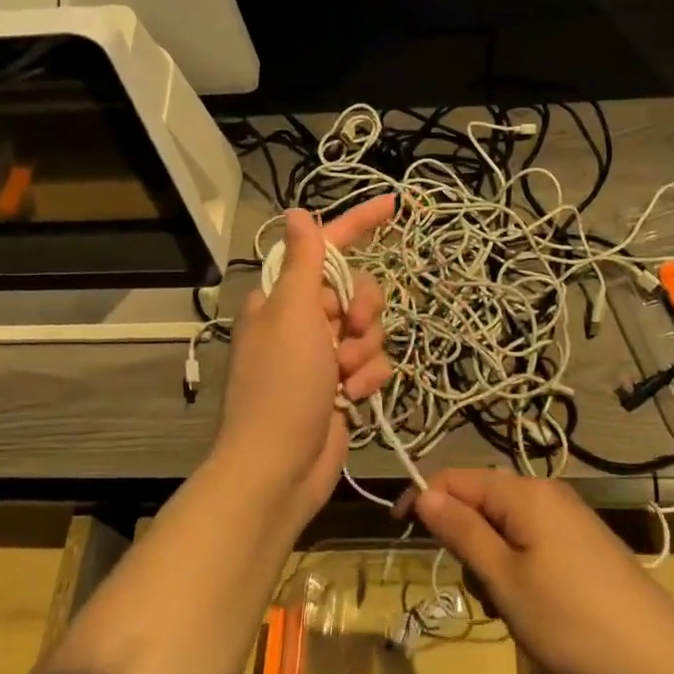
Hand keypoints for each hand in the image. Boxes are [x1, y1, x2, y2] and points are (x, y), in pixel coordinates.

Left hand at [214, 196, 394, 520]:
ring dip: (364, 351)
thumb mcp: (292, 315)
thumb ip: (302, 263)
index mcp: (283, 297)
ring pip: (369, 330)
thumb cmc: (282, 384)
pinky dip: (368, 378)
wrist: (279, 469)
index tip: (394, 205)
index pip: (326, 247)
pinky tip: (354, 397)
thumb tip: (296, 213)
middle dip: (363, 311)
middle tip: (352, 330)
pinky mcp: (341, 386)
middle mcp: (302, 321)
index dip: (359, 224)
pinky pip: (372, 364)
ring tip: (345, 376)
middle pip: (356, 291)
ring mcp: (322, 356)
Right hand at [398, 470, 673, 673]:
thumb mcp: (504, 580)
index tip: (398, 528)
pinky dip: (518, 568)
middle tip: (480, 591)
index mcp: (524, 493)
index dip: (424, 497)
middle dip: (466, 540)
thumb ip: (462, 532)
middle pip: (483, 501)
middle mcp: (547, 493)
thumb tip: (424, 494)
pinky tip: (534, 608)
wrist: (659, 658)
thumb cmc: (571, 620)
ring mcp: (569, 517)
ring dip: (492, 562)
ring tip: (510, 609)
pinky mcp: (583, 542)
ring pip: (506, 526)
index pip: (457, 478)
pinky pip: (532, 541)